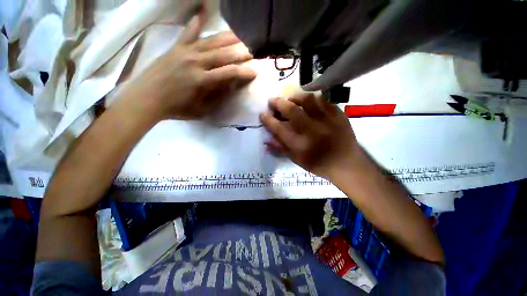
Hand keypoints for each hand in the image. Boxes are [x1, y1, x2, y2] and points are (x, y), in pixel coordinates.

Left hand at [124, 15, 256, 120]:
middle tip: (252, 51)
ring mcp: (185, 52)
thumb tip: (230, 86)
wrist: (147, 98)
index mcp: (202, 80)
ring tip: (240, 35)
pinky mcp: (176, 47)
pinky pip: (188, 32)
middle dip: (240, 53)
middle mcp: (196, 61)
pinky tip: (202, 12)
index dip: (244, 72)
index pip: (229, 73)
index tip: (255, 71)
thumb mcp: (201, 109)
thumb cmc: (176, 108)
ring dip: (227, 38)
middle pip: (223, 54)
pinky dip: (196, 22)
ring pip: (211, 41)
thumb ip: (217, 97)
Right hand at [259, 93, 359, 178]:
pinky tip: (308, 102)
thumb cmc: (318, 164)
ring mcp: (327, 120)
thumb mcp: (297, 160)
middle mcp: (312, 130)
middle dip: (278, 103)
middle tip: (272, 101)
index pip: (279, 128)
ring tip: (290, 99)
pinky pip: (323, 100)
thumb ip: (281, 148)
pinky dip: (312, 99)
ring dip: (295, 97)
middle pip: (291, 111)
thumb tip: (266, 140)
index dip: (268, 120)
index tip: (262, 114)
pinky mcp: (338, 115)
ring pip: (308, 100)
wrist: (346, 163)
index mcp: (300, 144)